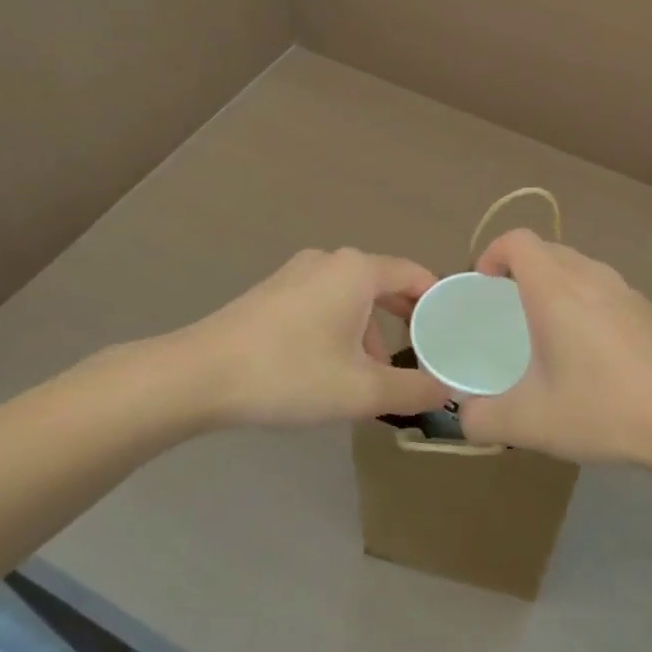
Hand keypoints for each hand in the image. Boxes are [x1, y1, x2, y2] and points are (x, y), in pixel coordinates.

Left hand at [170, 248, 449, 428]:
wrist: (198, 376)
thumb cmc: (289, 374)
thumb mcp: (360, 391)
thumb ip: (412, 390)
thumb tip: (445, 391)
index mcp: (357, 270)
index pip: (415, 275)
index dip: (438, 303)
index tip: (452, 334)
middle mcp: (330, 260)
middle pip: (384, 285)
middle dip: (404, 322)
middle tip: (421, 358)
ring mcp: (297, 272)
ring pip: (352, 297)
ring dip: (370, 332)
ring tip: (371, 378)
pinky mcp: (273, 291)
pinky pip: (324, 302)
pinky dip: (340, 328)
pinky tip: (329, 369)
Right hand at [456, 230, 651, 470]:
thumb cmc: (604, 409)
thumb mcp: (530, 423)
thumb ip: (482, 419)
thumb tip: (464, 416)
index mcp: (556, 289)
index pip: (517, 240)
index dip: (492, 253)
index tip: (484, 286)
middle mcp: (592, 277)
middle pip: (547, 250)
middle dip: (520, 271)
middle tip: (509, 312)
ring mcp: (628, 291)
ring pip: (580, 269)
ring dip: (556, 286)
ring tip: (550, 333)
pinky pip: (607, 291)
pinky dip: (588, 304)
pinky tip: (596, 355)